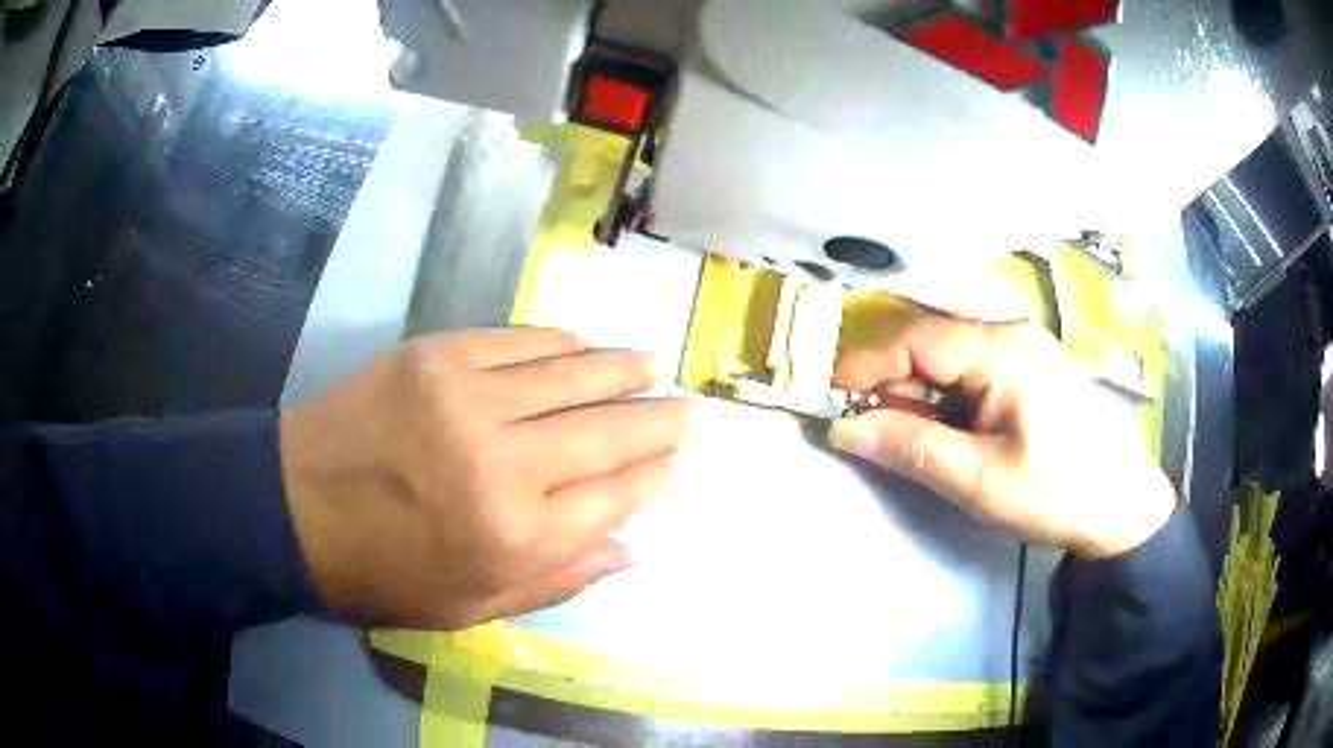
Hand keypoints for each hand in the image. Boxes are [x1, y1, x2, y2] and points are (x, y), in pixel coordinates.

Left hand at [279, 328, 692, 627]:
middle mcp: (504, 463)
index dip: (650, 478)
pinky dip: (562, 343)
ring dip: (623, 369)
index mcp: (516, 537)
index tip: (672, 463)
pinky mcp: (438, 355)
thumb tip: (630, 548)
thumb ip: (557, 579)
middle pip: (608, 431)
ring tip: (654, 365)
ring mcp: (469, 397)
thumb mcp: (471, 606)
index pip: (613, 497)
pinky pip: (520, 341)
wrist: (294, 506)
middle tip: (689, 408)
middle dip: (659, 420)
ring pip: (574, 374)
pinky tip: (585, 346)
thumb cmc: (383, 572)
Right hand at [830, 315, 1174, 558]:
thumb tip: (844, 428)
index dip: (868, 364)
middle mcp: (1010, 335)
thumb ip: (911, 448)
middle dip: (890, 383)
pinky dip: (942, 401)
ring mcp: (1020, 350)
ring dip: (915, 395)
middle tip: (861, 428)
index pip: (918, 339)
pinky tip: (936, 432)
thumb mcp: (978, 479)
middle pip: (930, 345)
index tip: (830, 398)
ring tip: (895, 437)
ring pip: (947, 360)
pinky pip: (969, 374)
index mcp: (1004, 350)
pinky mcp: (1025, 371)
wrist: (1119, 505)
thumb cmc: (1055, 492)